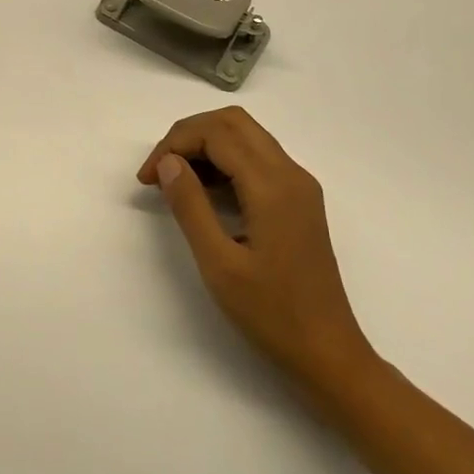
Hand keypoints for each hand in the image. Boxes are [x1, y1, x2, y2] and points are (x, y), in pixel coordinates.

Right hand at [139, 107, 371, 397]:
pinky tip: (203, 192)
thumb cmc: (271, 313)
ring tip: (173, 181)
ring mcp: (299, 186)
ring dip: (206, 146)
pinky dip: (224, 162)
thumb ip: (190, 206)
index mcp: (273, 186)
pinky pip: (257, 160)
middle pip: (233, 122)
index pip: (216, 133)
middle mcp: (291, 174)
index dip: (174, 144)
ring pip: (246, 137)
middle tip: (158, 170)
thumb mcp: (219, 263)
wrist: (327, 351)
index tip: (146, 178)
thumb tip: (168, 162)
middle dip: (189, 135)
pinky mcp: (299, 200)